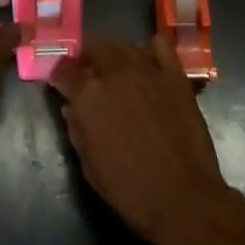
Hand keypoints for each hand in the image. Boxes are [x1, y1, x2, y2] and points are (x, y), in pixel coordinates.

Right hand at [51, 35, 244, 244]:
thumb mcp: (90, 167)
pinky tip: (147, 65)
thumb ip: (77, 130)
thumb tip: (71, 108)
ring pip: (124, 46)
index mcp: (89, 94)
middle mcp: (116, 72)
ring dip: (114, 56)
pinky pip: (160, 46)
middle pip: (95, 49)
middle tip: (88, 78)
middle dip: (87, 61)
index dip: (59, 76)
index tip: (60, 84)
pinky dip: (150, 50)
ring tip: (115, 72)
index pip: (65, 70)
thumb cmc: (131, 190)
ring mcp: (148, 69)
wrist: (184, 198)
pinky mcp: (175, 75)